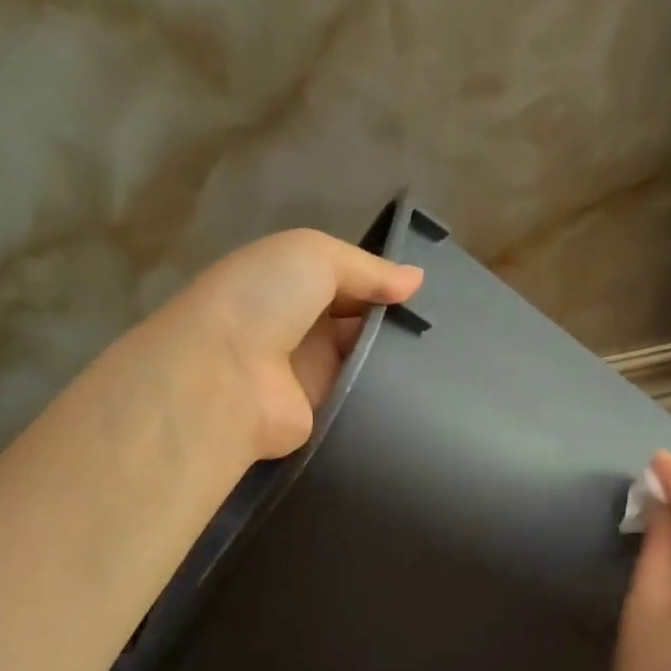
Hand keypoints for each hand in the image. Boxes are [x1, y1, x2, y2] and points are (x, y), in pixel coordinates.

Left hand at [156, 229, 422, 460]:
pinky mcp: (319, 414)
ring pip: (365, 362)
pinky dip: (388, 396)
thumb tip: (416, 280)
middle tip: (441, 328)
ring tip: (444, 359)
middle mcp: (298, 328)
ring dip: (397, 360)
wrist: (226, 377)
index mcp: (289, 284)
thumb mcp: (313, 255)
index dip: (382, 285)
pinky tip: (425, 391)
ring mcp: (308, 374)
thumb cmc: (264, 300)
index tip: (423, 294)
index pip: (347, 282)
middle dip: (394, 323)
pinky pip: (361, 401)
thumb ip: (367, 268)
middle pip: (358, 323)